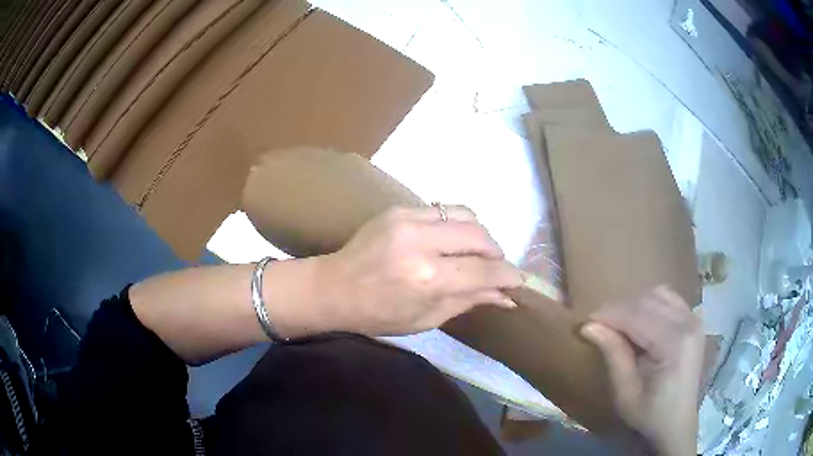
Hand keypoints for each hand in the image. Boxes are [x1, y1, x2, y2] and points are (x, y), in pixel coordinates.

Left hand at [313, 205, 522, 335]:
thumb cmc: (378, 315)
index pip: (485, 271)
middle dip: (496, 252)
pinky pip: (442, 209)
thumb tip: (506, 295)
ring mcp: (408, 219)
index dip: (508, 275)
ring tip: (472, 252)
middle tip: (493, 267)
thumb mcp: (426, 319)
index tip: (517, 280)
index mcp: (429, 279)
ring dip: (478, 234)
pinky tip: (448, 241)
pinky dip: (454, 225)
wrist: (333, 288)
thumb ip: (469, 300)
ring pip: (465, 214)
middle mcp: (422, 243)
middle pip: (480, 236)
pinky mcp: (399, 209)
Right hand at [580, 287, 703, 455]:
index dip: (609, 314)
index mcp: (674, 344)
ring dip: (636, 306)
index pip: (637, 316)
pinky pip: (670, 299)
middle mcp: (688, 323)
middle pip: (647, 301)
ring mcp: (694, 319)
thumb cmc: (649, 414)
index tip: (585, 320)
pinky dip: (651, 304)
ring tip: (620, 326)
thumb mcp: (626, 392)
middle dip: (620, 310)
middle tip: (599, 326)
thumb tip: (588, 326)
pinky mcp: (694, 320)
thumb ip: (613, 354)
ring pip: (658, 294)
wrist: (677, 423)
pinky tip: (642, 323)